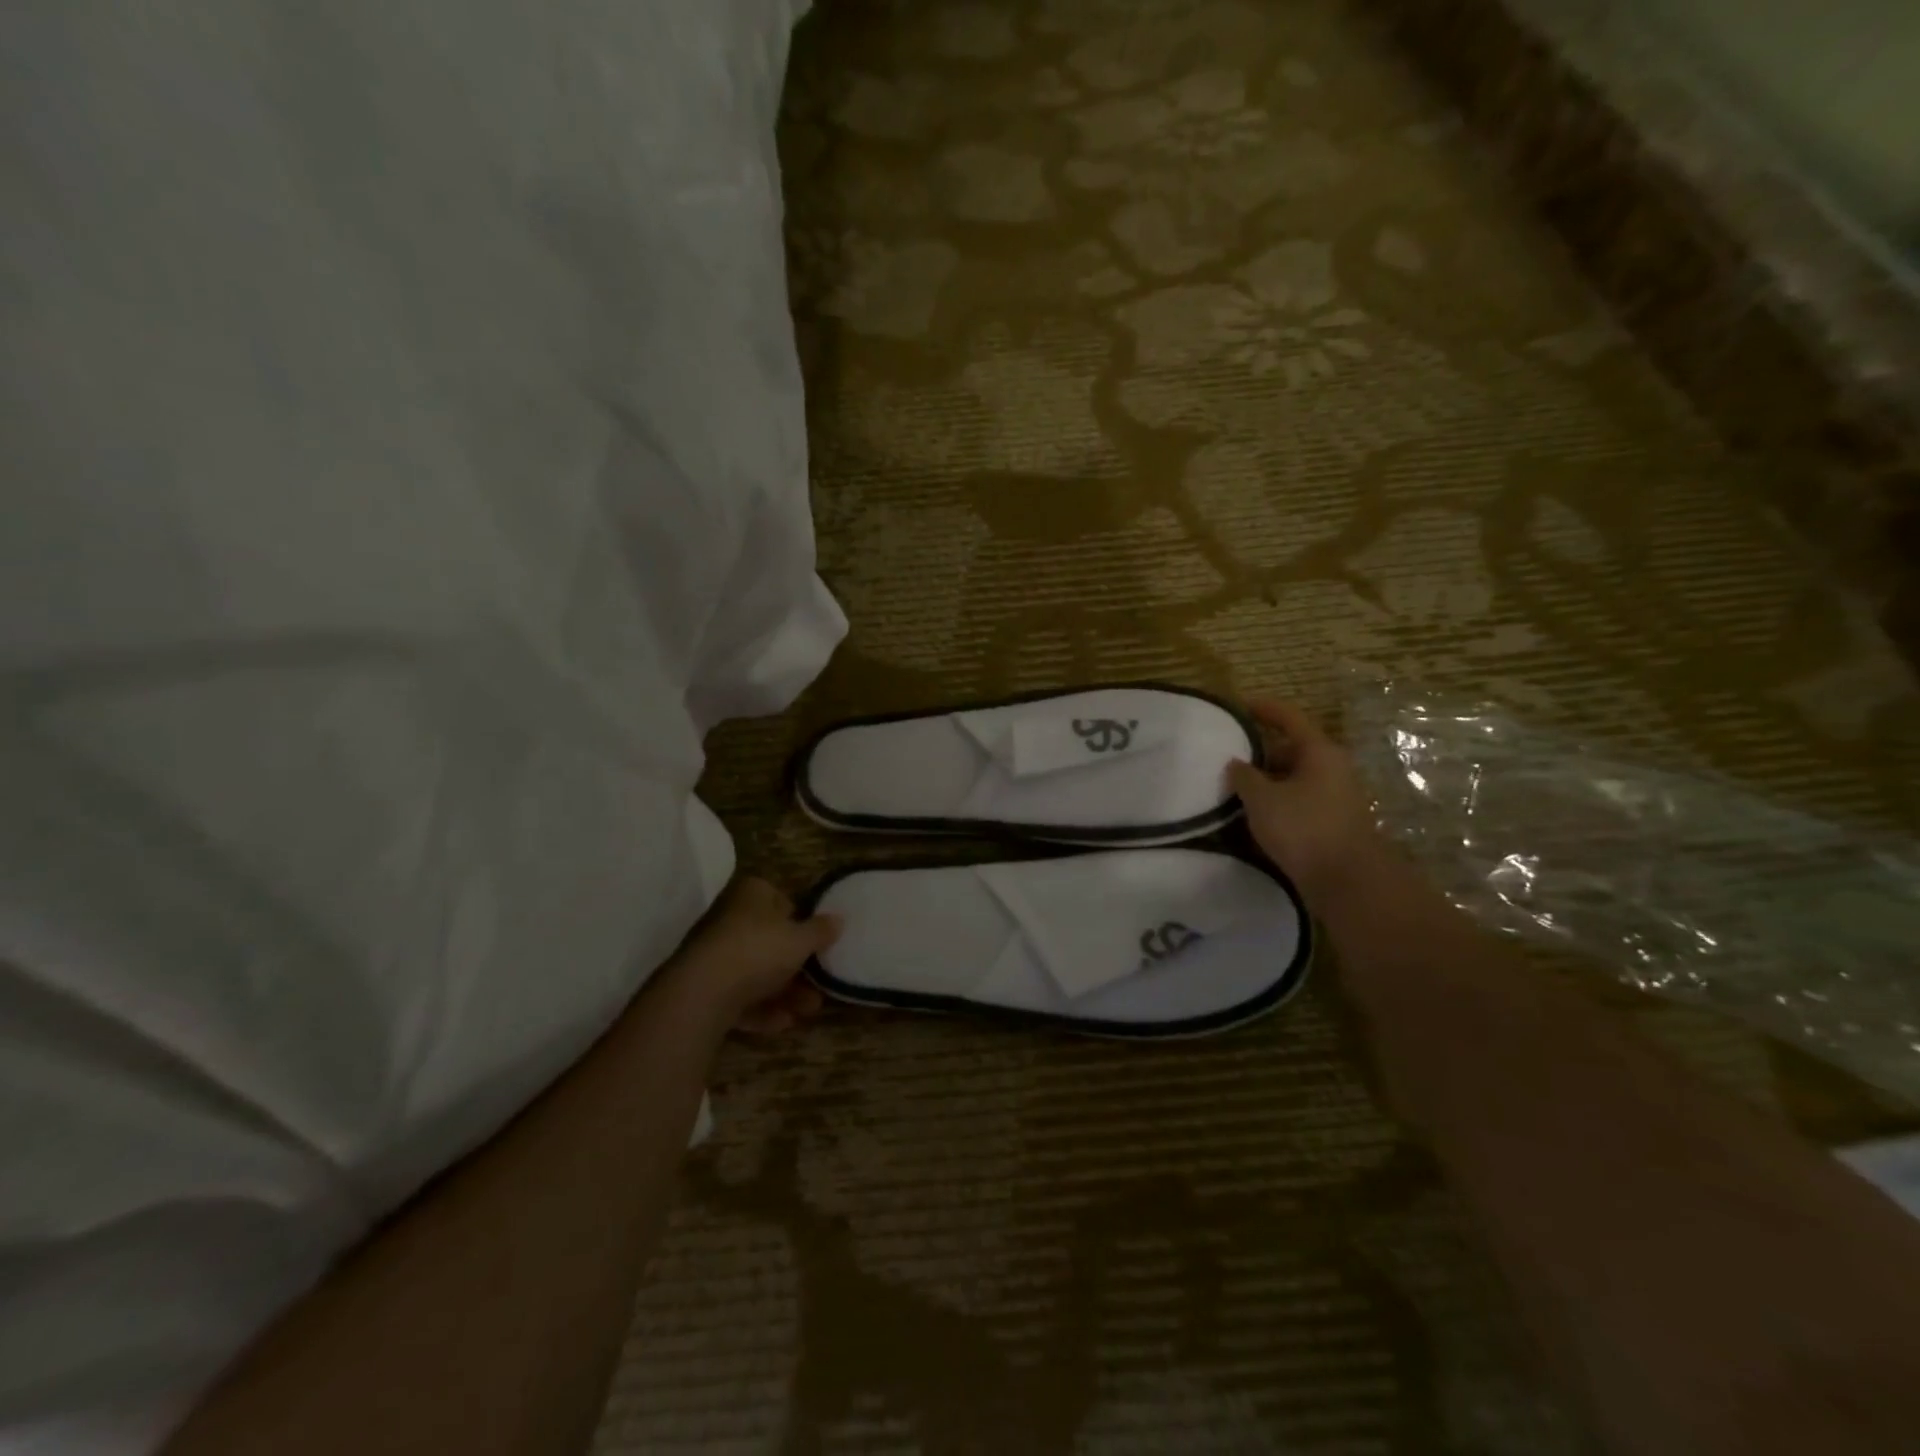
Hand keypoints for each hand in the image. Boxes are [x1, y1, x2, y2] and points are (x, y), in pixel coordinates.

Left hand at [658, 877, 840, 1038]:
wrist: (702, 992)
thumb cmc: (758, 950)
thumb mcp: (801, 939)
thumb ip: (821, 930)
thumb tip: (839, 919)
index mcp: (750, 894)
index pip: (778, 898)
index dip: (799, 919)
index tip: (817, 940)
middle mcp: (728, 918)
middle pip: (768, 940)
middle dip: (796, 965)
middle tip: (820, 982)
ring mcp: (713, 954)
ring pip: (755, 971)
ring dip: (784, 991)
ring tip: (810, 1009)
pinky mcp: (703, 987)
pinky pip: (739, 996)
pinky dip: (761, 1009)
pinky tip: (784, 1023)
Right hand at [1227, 699, 1380, 900]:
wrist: (1347, 880)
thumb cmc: (1303, 828)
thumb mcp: (1262, 799)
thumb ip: (1244, 776)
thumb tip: (1236, 763)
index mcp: (1319, 752)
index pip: (1289, 718)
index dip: (1264, 709)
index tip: (1239, 706)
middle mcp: (1332, 768)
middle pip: (1292, 749)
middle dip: (1260, 753)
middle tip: (1229, 758)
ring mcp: (1335, 796)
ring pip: (1294, 778)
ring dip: (1267, 781)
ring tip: (1235, 790)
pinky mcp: (1332, 822)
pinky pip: (1299, 801)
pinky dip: (1277, 802)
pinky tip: (1255, 816)